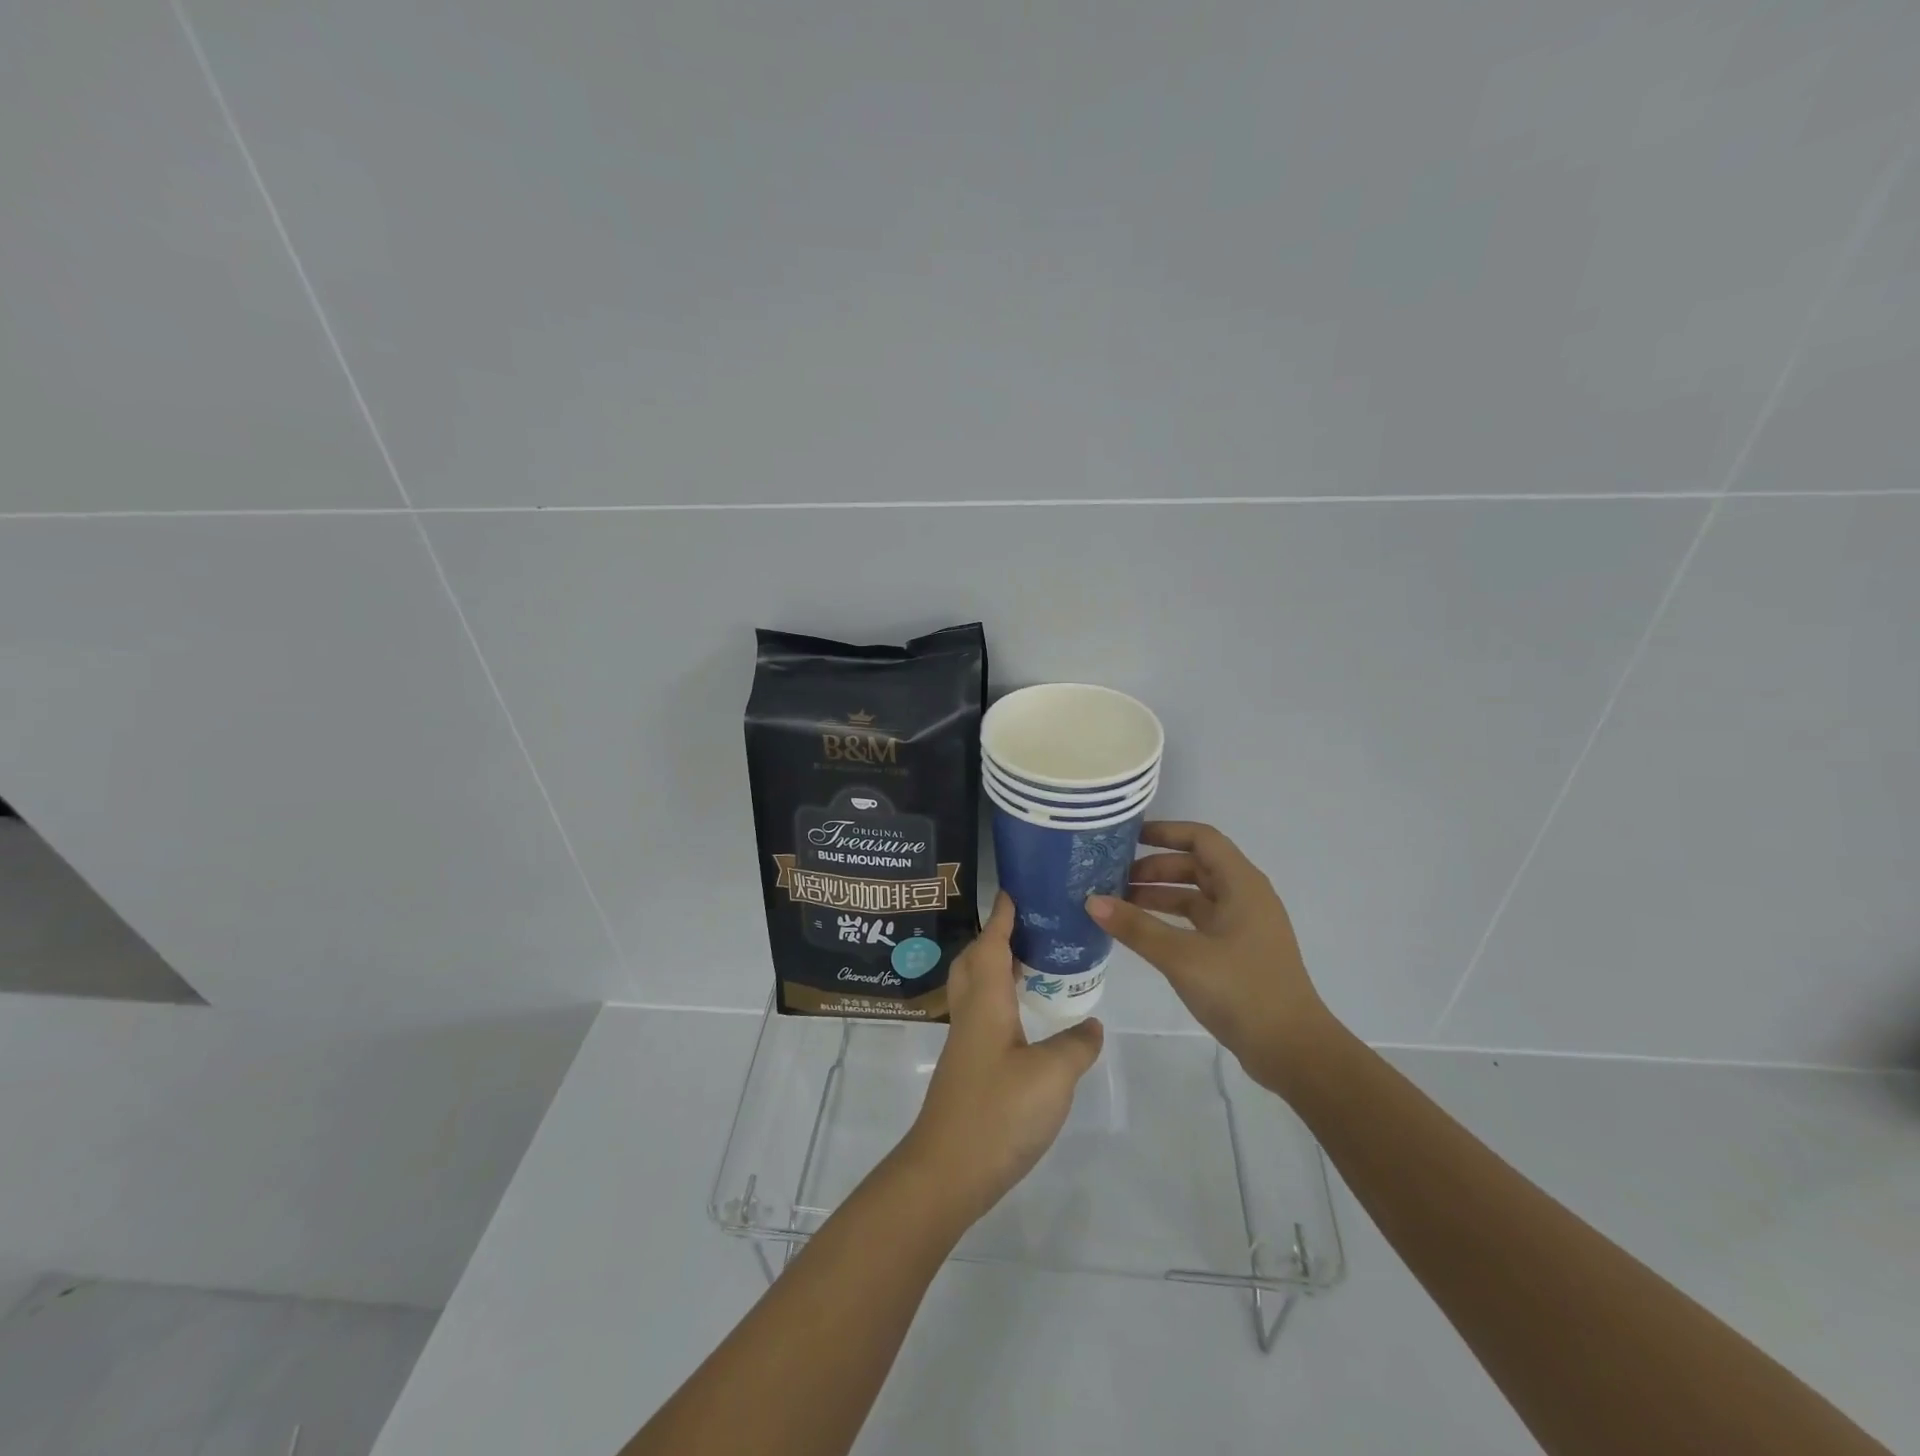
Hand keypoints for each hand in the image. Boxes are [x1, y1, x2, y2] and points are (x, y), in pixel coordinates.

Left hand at [899, 893, 1104, 1225]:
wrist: (947, 1171)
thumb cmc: (998, 1112)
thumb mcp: (1052, 1077)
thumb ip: (1076, 1046)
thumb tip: (1091, 1025)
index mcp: (987, 1002)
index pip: (992, 945)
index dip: (1003, 918)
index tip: (1014, 892)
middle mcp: (971, 1014)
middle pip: (974, 961)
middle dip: (995, 938)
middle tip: (1028, 928)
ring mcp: (965, 1044)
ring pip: (975, 989)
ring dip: (996, 968)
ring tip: (1032, 965)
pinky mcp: (968, 1069)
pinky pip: (982, 1015)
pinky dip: (1000, 1000)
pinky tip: (1024, 1019)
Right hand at [1087, 821, 1331, 1094]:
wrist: (1293, 1050)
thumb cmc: (1241, 990)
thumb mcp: (1182, 956)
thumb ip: (1136, 927)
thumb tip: (1092, 901)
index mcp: (1241, 884)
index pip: (1201, 839)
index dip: (1165, 832)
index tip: (1127, 838)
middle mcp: (1245, 897)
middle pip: (1195, 866)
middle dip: (1154, 868)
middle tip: (1113, 878)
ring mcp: (1243, 926)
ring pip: (1196, 896)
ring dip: (1160, 895)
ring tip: (1119, 905)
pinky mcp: (1238, 952)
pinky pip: (1199, 922)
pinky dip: (1171, 921)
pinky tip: (1143, 934)